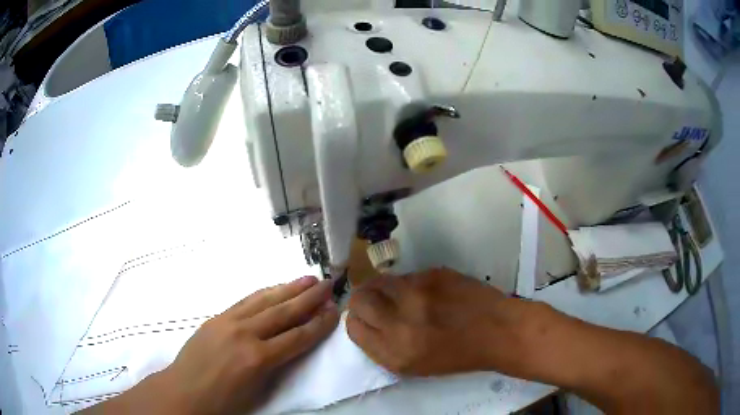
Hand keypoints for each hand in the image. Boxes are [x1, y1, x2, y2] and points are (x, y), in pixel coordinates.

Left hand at [153, 276, 338, 414]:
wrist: (184, 392)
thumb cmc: (224, 402)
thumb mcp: (258, 390)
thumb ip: (277, 365)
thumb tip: (292, 345)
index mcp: (258, 359)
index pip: (297, 337)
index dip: (319, 324)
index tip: (336, 309)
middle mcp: (244, 334)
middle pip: (283, 312)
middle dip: (309, 298)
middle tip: (328, 283)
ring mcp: (228, 322)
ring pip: (264, 301)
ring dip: (288, 289)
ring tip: (307, 279)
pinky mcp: (216, 318)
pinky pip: (245, 301)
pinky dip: (264, 293)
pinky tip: (274, 289)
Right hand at [347, 269, 540, 376]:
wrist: (497, 331)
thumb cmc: (457, 355)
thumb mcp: (414, 366)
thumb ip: (383, 346)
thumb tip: (365, 321)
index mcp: (394, 352)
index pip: (353, 326)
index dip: (357, 321)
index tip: (367, 319)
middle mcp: (400, 322)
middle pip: (359, 299)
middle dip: (362, 301)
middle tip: (377, 303)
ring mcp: (417, 294)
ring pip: (379, 281)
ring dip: (384, 289)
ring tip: (403, 298)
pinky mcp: (433, 274)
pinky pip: (406, 276)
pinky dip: (408, 284)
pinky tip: (427, 293)